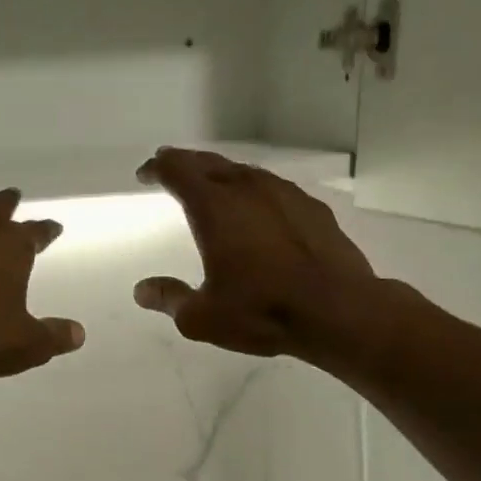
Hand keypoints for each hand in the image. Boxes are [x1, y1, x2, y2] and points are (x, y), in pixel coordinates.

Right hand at [133, 147, 379, 362]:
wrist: (338, 311)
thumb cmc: (263, 311)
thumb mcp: (202, 317)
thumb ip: (169, 298)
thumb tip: (142, 290)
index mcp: (214, 208)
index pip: (177, 171)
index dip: (157, 168)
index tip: (146, 173)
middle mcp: (247, 189)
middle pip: (208, 163)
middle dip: (185, 164)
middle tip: (170, 168)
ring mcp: (283, 194)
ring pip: (243, 172)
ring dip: (220, 174)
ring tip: (211, 186)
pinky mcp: (311, 207)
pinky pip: (272, 188)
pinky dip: (253, 191)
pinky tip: (257, 208)